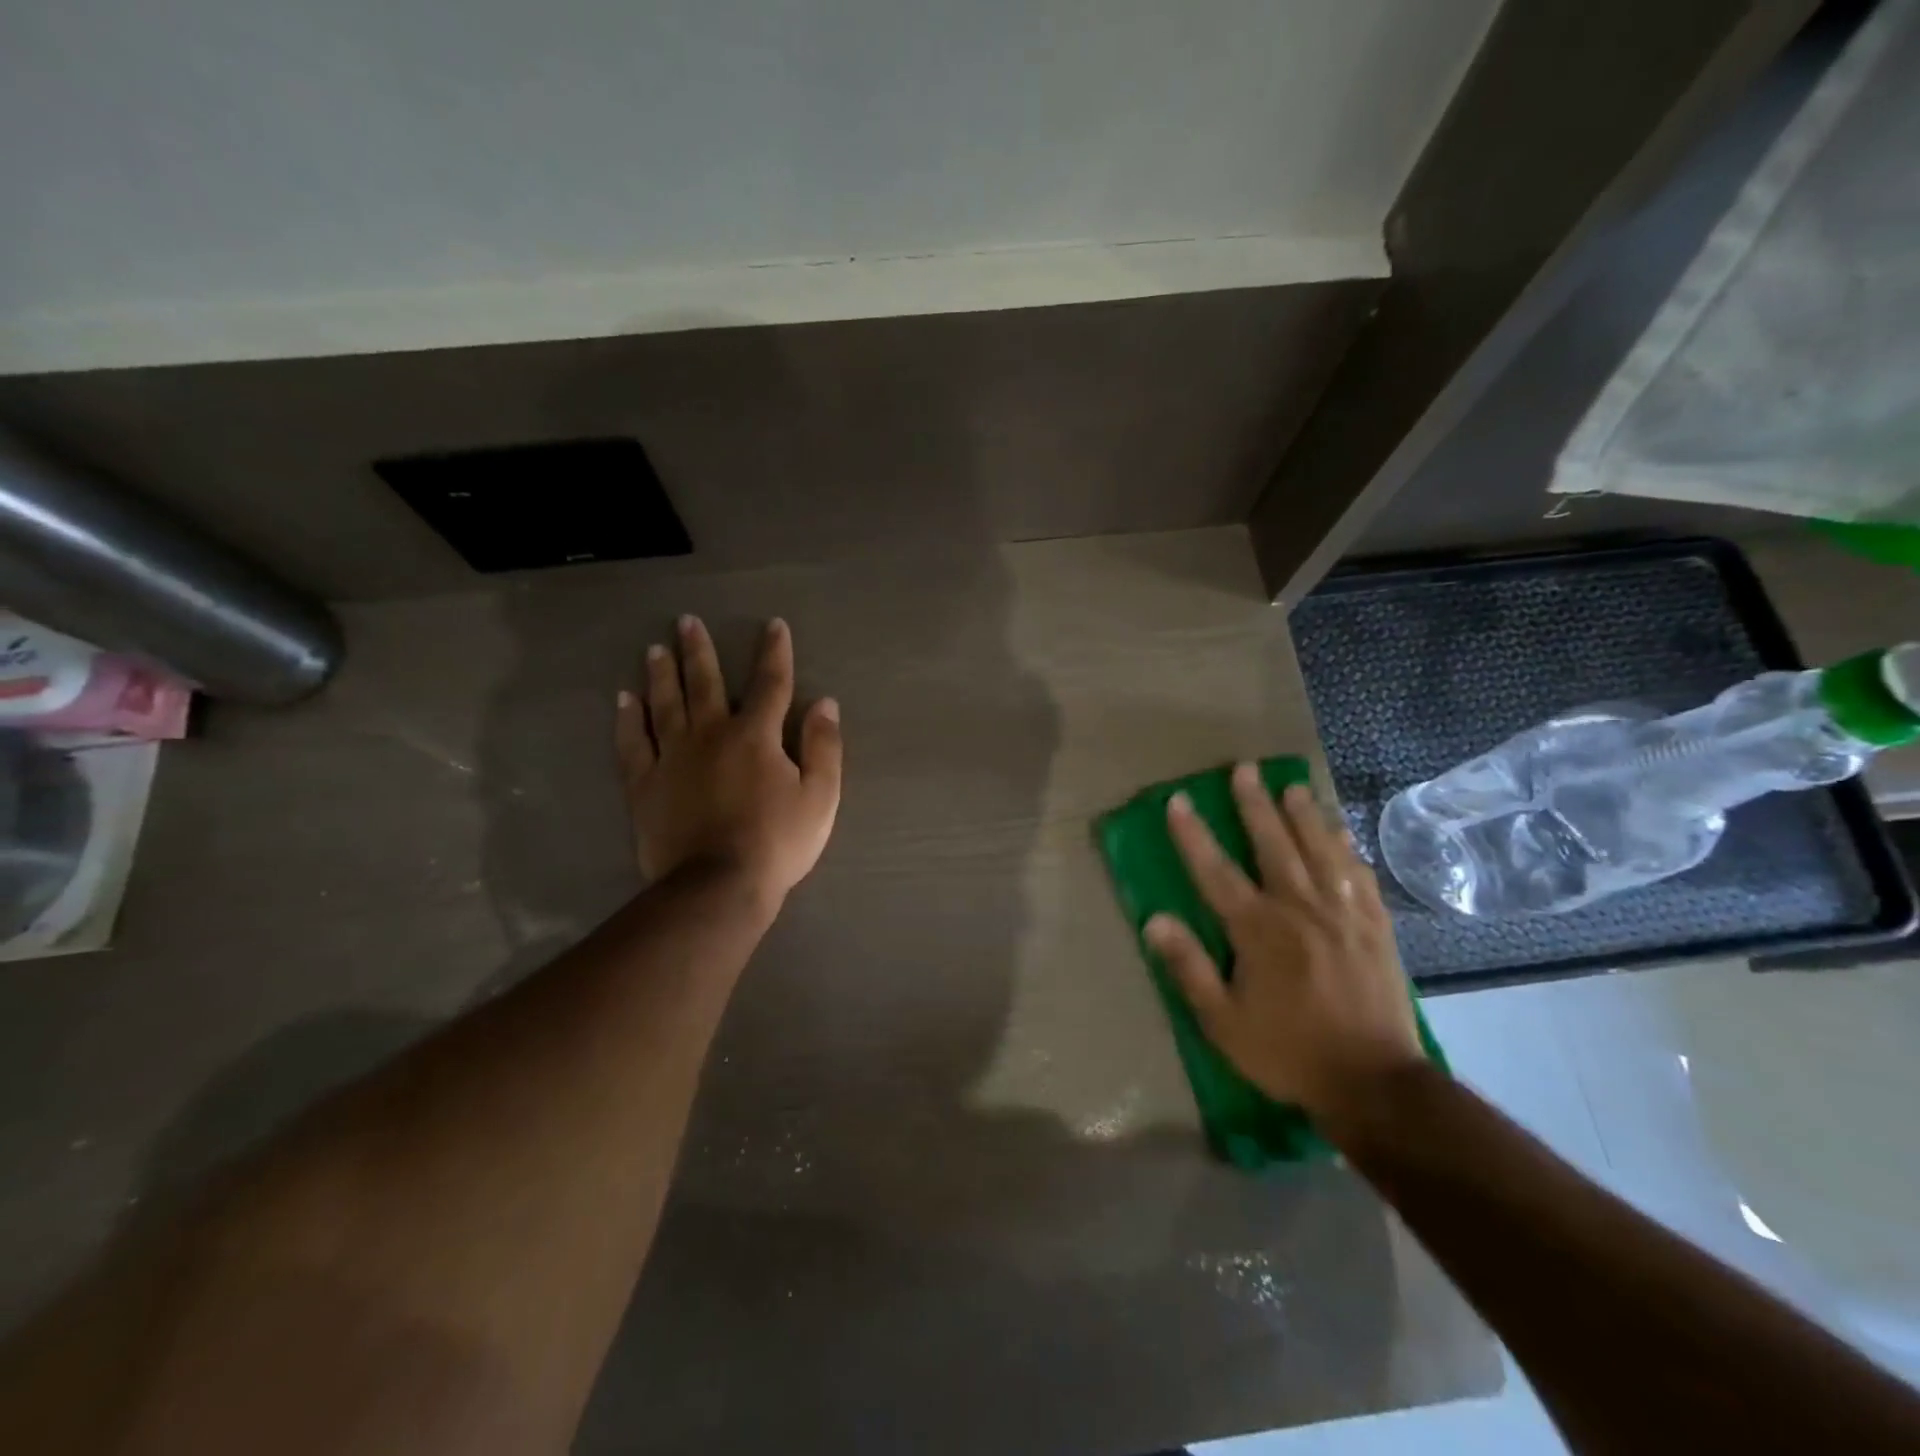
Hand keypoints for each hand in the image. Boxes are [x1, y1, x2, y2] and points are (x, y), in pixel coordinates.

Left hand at [615, 615, 842, 905]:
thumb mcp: (820, 797)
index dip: (774, 652)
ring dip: (661, 674)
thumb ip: (824, 747)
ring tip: (655, 649)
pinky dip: (628, 719)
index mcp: (756, 736)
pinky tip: (624, 700)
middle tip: (686, 621)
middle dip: (699, 651)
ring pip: (665, 704)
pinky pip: (633, 743)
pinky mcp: (645, 784)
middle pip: (705, 683)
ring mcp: (672, 757)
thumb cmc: (777, 842)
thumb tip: (824, 703)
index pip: (770, 684)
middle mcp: (710, 734)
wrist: (718, 885)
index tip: (773, 625)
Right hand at [1145, 768, 1424, 1125]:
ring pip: (1321, 851)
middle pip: (1274, 845)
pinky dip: (1348, 850)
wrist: (1374, 1082)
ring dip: (1304, 816)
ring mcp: (1343, 915)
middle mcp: (1300, 909)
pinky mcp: (1376, 928)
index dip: (1194, 835)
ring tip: (1293, 786)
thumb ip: (1188, 967)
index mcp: (1258, 930)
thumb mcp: (1223, 1022)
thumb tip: (1154, 920)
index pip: (1216, 871)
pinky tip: (1342, 833)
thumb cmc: (1288, 1052)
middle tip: (1244, 769)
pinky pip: (1360, 877)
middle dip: (1255, 805)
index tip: (1179, 801)